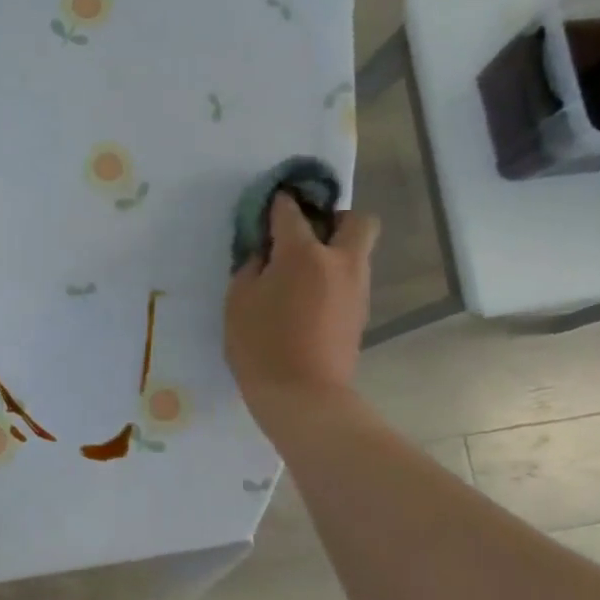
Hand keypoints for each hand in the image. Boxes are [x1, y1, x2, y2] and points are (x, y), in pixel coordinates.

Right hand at [224, 195, 377, 434]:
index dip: (279, 203)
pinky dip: (334, 279)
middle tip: (306, 237)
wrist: (303, 396)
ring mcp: (357, 288)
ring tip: (301, 275)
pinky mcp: (361, 314)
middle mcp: (340, 262)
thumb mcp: (238, 302)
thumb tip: (263, 255)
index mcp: (303, 254)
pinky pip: (352, 280)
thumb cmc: (260, 346)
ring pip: (357, 252)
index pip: (291, 212)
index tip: (269, 205)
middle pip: (356, 221)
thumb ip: (250, 268)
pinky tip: (309, 301)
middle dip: (334, 219)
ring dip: (335, 251)